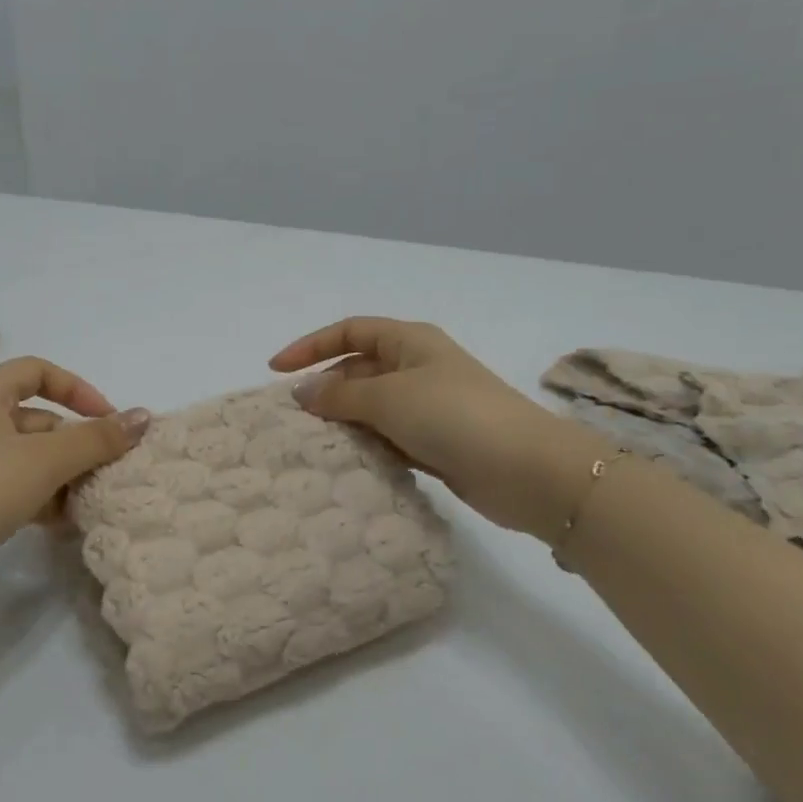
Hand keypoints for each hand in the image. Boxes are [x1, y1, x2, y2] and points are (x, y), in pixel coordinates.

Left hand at [0, 357, 149, 630]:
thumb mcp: (45, 461)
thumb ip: (97, 438)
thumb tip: (144, 416)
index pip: (39, 371)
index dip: (79, 390)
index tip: (109, 422)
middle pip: (35, 419)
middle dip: (74, 445)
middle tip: (106, 474)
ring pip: (24, 458)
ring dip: (59, 477)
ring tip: (86, 505)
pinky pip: (7, 487)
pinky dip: (36, 499)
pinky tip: (57, 525)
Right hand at [271, 318, 602, 541]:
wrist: (526, 470)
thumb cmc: (454, 416)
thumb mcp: (389, 397)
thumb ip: (341, 394)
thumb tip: (302, 392)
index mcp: (409, 341)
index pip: (349, 331)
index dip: (311, 346)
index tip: (275, 371)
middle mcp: (418, 368)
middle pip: (359, 369)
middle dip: (326, 389)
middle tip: (292, 418)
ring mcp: (429, 407)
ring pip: (372, 407)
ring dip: (344, 422)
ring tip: (310, 444)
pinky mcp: (436, 443)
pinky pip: (389, 437)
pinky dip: (367, 445)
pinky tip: (346, 462)